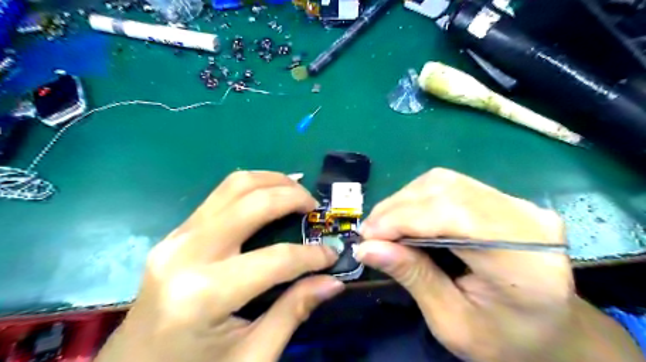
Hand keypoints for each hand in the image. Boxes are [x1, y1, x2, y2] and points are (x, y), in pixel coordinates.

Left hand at [95, 171, 343, 361]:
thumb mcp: (252, 355)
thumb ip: (293, 311)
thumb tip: (333, 282)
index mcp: (204, 295)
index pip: (276, 259)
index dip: (312, 255)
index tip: (332, 254)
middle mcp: (187, 254)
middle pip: (252, 203)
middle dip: (292, 197)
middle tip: (315, 207)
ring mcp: (176, 238)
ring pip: (233, 187)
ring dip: (272, 181)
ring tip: (296, 191)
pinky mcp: (176, 234)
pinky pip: (220, 196)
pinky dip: (252, 188)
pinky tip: (269, 197)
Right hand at [356, 168, 642, 360]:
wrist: (551, 330)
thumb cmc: (505, 340)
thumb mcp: (452, 323)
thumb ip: (413, 278)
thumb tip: (367, 247)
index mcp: (523, 263)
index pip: (453, 217)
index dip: (403, 219)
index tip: (367, 237)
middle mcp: (526, 220)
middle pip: (446, 191)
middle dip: (397, 208)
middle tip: (370, 233)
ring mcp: (517, 204)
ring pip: (444, 182)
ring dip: (404, 201)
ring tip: (383, 226)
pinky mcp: (503, 199)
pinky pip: (450, 186)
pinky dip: (418, 199)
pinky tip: (405, 218)